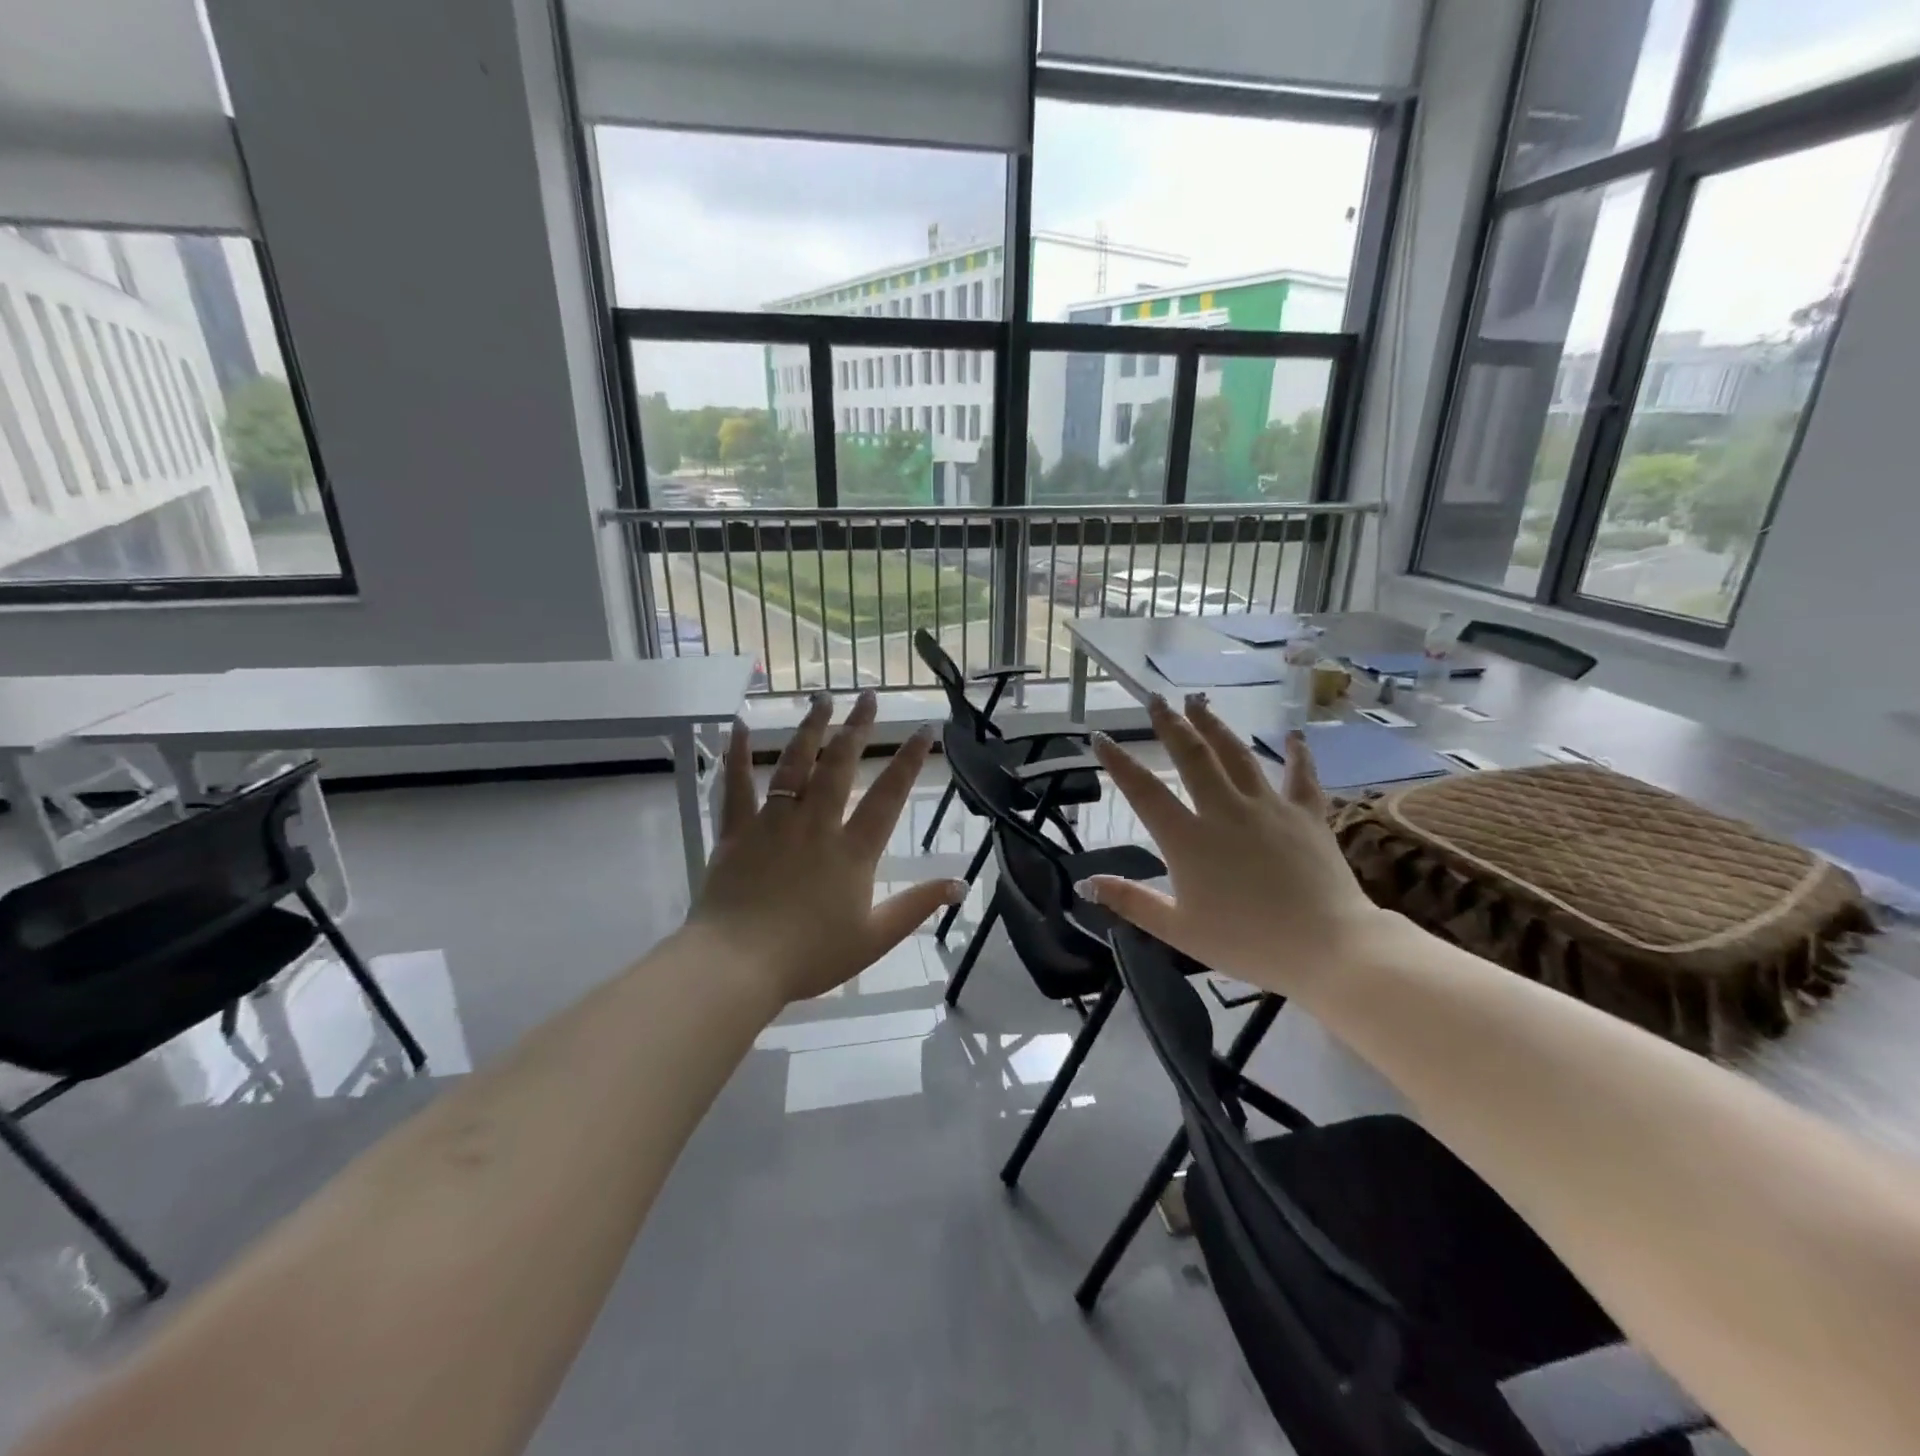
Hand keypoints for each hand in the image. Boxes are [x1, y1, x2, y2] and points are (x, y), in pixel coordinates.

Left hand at [684, 690, 964, 1006]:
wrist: (738, 965)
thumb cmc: (810, 955)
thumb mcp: (875, 938)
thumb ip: (916, 906)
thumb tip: (960, 884)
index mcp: (852, 850)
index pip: (888, 796)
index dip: (908, 760)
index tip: (922, 728)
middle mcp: (816, 824)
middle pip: (840, 766)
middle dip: (857, 728)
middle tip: (868, 696)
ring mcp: (773, 823)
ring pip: (794, 765)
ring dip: (810, 728)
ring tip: (822, 698)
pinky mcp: (736, 832)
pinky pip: (736, 787)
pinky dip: (737, 755)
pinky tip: (739, 726)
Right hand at [1077, 695, 1387, 996]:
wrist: (1327, 947)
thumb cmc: (1246, 942)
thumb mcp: (1178, 929)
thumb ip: (1131, 901)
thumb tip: (1085, 883)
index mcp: (1188, 839)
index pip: (1144, 791)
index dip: (1119, 763)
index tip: (1101, 737)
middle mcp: (1224, 811)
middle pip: (1192, 757)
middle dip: (1170, 725)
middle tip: (1155, 699)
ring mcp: (1268, 808)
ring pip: (1236, 755)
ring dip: (1214, 726)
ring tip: (1198, 702)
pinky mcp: (1307, 815)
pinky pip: (1300, 776)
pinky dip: (1296, 754)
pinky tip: (1293, 735)